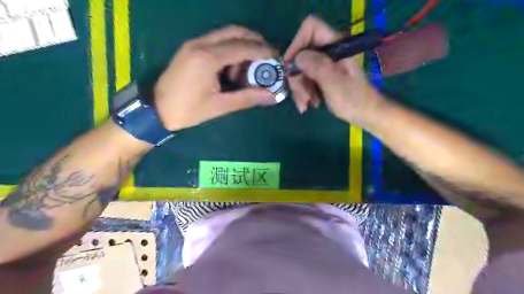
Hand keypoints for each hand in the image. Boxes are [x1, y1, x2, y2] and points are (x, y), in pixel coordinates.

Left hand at [155, 25, 277, 129]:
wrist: (156, 109)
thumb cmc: (188, 110)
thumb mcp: (219, 106)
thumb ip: (247, 98)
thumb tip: (271, 96)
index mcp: (208, 58)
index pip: (243, 47)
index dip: (263, 51)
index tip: (277, 57)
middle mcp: (201, 44)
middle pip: (235, 32)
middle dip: (255, 41)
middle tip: (267, 56)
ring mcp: (194, 44)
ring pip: (225, 34)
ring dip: (242, 45)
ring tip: (249, 67)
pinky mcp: (191, 48)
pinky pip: (216, 41)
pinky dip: (230, 49)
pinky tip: (232, 67)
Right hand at [285, 15, 382, 126]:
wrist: (365, 114)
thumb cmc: (353, 99)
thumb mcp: (334, 83)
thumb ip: (317, 66)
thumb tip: (297, 57)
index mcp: (335, 46)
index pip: (310, 28)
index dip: (297, 43)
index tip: (291, 66)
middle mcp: (327, 52)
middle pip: (301, 54)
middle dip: (297, 77)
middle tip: (302, 97)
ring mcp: (324, 64)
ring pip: (300, 69)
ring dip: (299, 89)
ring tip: (306, 105)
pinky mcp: (321, 76)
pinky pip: (305, 79)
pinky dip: (303, 93)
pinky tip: (307, 105)